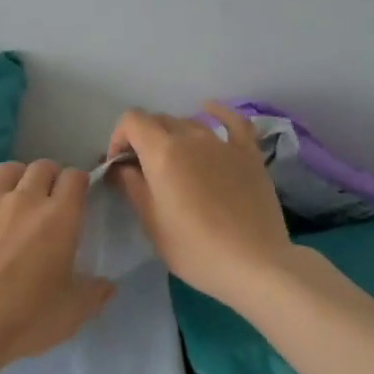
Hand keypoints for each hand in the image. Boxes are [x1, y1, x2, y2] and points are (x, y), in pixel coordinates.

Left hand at [0, 160, 115, 368]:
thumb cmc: (25, 319)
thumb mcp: (71, 313)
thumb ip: (94, 294)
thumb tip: (107, 285)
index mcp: (60, 217)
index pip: (74, 178)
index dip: (77, 183)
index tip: (75, 197)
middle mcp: (25, 198)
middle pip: (41, 167)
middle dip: (48, 177)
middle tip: (45, 199)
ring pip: (7, 170)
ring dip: (15, 180)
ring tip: (11, 199)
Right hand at [107, 102, 292, 307]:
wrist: (254, 263)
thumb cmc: (194, 249)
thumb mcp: (151, 223)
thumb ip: (133, 187)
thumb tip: (122, 168)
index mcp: (162, 152)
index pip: (132, 121)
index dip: (119, 138)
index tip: (120, 166)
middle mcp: (191, 137)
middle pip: (159, 120)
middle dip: (144, 139)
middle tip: (143, 171)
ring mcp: (223, 143)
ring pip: (190, 123)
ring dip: (174, 135)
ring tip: (175, 162)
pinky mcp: (249, 154)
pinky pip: (233, 122)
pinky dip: (217, 113)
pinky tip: (208, 110)